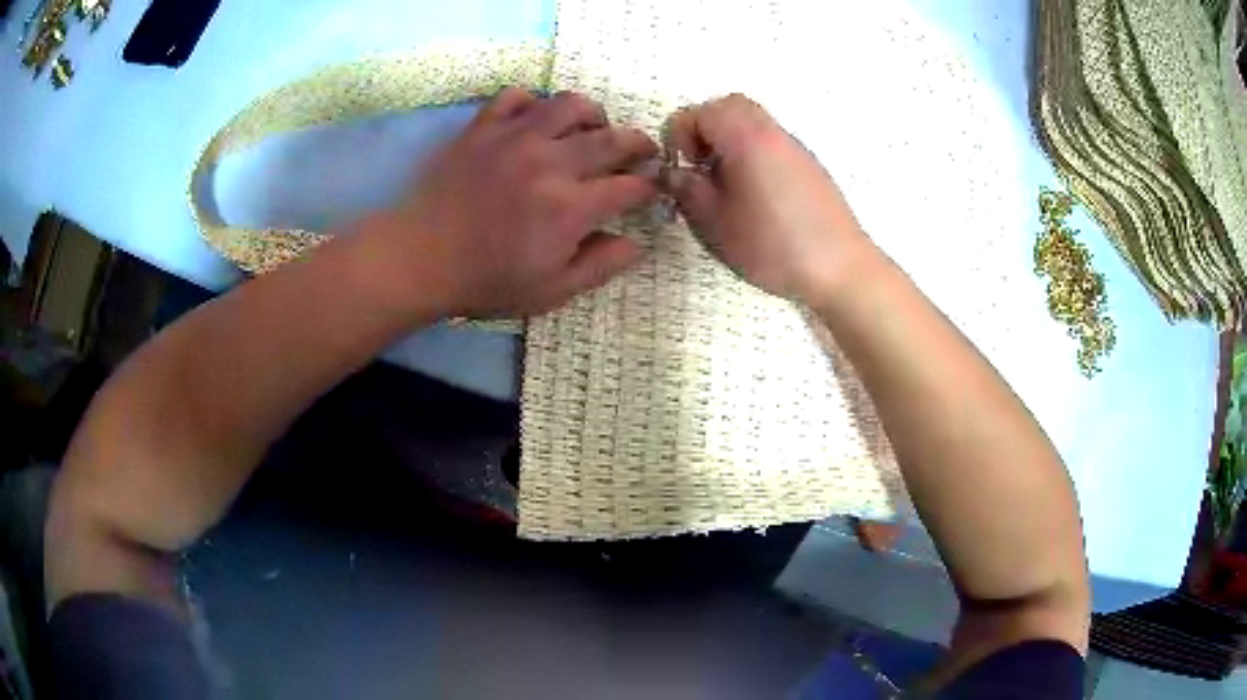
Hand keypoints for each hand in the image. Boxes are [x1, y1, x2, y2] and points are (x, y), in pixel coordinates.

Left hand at [366, 88, 659, 317]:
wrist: (418, 258)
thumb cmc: (485, 281)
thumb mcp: (550, 291)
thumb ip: (600, 266)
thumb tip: (637, 243)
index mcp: (570, 207)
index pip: (631, 186)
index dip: (650, 187)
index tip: (652, 190)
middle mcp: (550, 162)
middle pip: (613, 138)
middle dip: (639, 144)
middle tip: (640, 153)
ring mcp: (514, 138)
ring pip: (571, 104)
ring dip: (593, 114)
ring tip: (592, 129)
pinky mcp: (483, 128)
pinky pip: (517, 96)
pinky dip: (533, 104)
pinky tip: (535, 122)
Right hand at [665, 94, 873, 302]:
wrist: (839, 268)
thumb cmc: (773, 246)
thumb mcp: (716, 223)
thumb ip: (687, 190)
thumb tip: (673, 172)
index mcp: (746, 138)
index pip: (700, 112)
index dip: (680, 135)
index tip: (681, 168)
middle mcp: (772, 132)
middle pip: (730, 106)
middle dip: (706, 129)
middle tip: (700, 165)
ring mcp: (795, 148)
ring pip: (753, 123)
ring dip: (730, 142)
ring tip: (725, 183)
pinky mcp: (810, 167)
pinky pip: (772, 143)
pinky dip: (753, 154)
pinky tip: (755, 196)